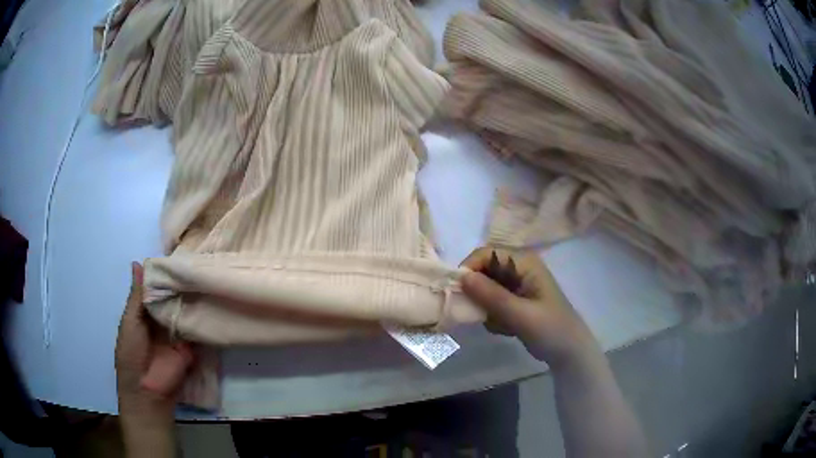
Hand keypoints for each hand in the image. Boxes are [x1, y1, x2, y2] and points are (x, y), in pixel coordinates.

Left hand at [115, 262, 192, 426]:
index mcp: (145, 311)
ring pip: (185, 310)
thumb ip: (137, 296)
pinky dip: (202, 315)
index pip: (156, 287)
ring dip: (193, 296)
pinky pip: (196, 328)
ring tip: (206, 270)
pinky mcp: (192, 346)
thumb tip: (138, 262)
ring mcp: (177, 332)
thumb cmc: (131, 354)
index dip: (163, 273)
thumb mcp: (130, 322)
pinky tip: (211, 296)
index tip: (176, 252)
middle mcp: (162, 318)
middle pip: (172, 297)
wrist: (148, 391)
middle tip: (195, 257)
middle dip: (180, 282)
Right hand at [460, 248, 599, 369]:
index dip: (469, 268)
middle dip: (479, 294)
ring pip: (485, 290)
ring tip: (502, 325)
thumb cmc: (550, 329)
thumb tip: (462, 277)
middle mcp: (519, 268)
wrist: (568, 352)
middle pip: (484, 271)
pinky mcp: (514, 301)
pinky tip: (507, 329)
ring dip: (487, 309)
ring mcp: (516, 285)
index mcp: (524, 262)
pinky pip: (491, 303)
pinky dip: (493, 317)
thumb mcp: (520, 314)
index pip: (486, 253)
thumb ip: (491, 296)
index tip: (458, 293)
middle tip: (482, 315)